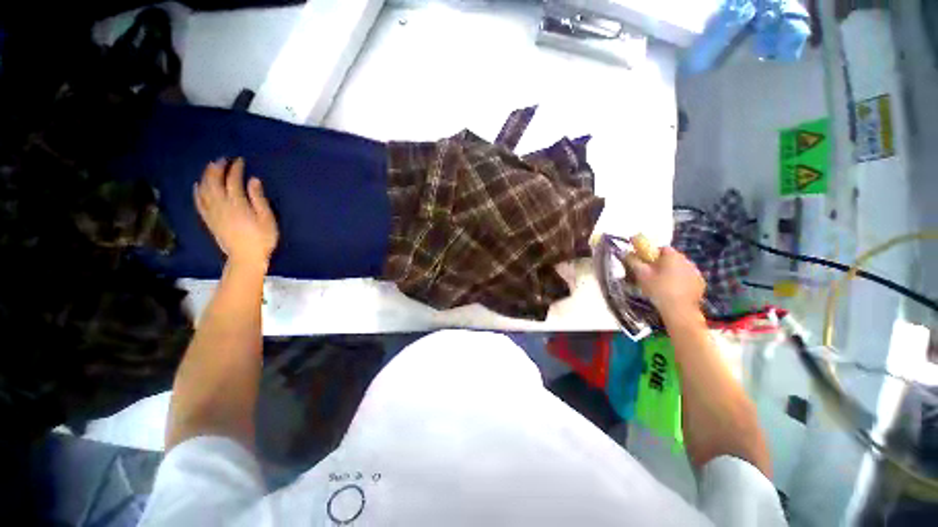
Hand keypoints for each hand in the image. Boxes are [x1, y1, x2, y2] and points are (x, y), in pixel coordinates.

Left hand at [194, 157, 277, 269]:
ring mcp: (212, 212)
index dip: (236, 169)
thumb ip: (258, 199)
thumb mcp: (267, 219)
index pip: (233, 180)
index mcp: (237, 204)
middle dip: (217, 168)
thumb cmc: (262, 238)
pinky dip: (197, 191)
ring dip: (206, 176)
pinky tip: (198, 185)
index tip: (240, 161)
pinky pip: (198, 202)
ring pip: (204, 189)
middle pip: (214, 181)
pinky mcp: (209, 220)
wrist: (246, 257)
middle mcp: (221, 205)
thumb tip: (253, 180)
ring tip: (211, 167)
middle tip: (223, 159)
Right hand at [623, 246, 704, 318]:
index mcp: (672, 256)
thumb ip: (633, 261)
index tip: (645, 264)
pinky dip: (680, 281)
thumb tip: (625, 252)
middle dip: (661, 264)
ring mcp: (696, 272)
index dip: (651, 254)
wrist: (679, 310)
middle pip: (671, 258)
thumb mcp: (641, 274)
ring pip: (680, 268)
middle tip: (651, 275)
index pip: (661, 248)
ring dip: (671, 272)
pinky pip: (687, 278)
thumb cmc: (658, 289)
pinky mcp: (700, 283)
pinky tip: (673, 291)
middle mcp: (687, 260)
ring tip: (662, 284)